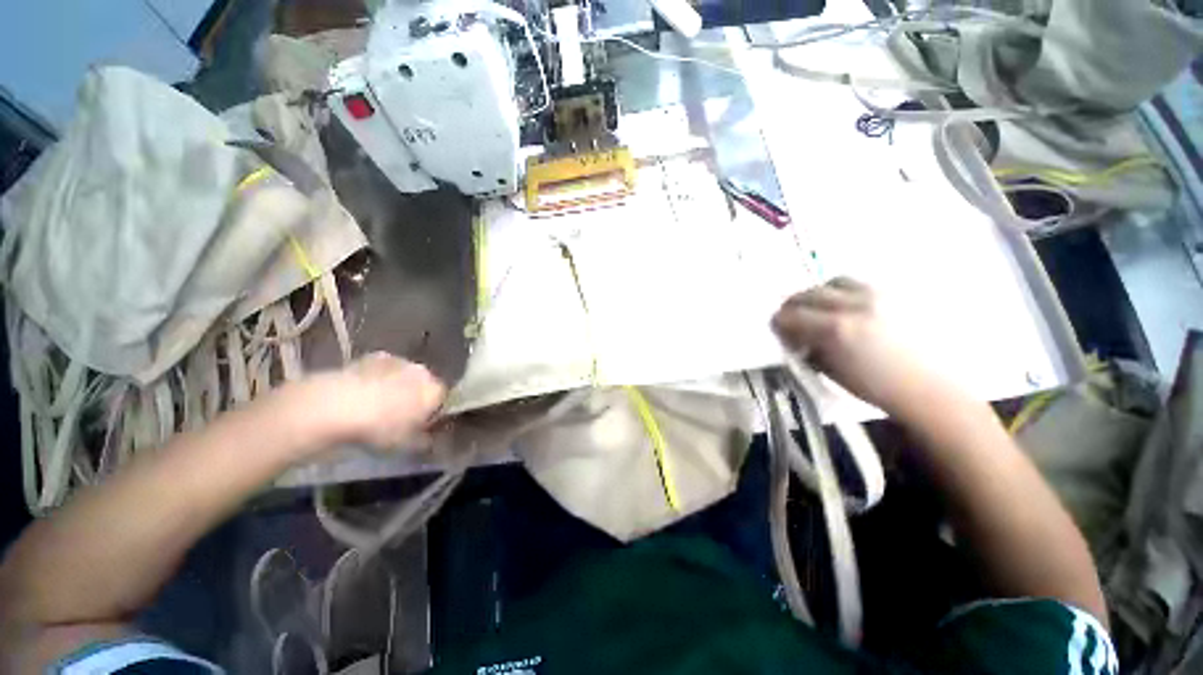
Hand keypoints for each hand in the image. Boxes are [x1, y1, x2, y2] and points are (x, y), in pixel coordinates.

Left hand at [302, 352, 446, 449]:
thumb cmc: (379, 428)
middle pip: (423, 385)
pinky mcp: (371, 357)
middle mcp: (423, 371)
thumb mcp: (405, 446)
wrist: (336, 405)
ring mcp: (397, 361)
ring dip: (395, 387)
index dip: (432, 413)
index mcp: (435, 390)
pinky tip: (360, 396)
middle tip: (398, 417)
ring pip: (402, 376)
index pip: (442, 400)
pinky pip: (380, 370)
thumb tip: (429, 440)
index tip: (420, 426)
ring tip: (376, 407)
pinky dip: (375, 379)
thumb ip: (424, 441)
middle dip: (415, 397)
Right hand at [771, 278, 928, 411]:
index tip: (777, 328)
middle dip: (793, 305)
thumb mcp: (830, 370)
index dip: (779, 321)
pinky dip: (841, 292)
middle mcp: (854, 305)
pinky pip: (857, 284)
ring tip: (818, 308)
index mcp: (836, 329)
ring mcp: (877, 296)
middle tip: (790, 317)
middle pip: (808, 293)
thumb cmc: (876, 387)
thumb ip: (807, 347)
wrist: (930, 388)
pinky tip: (843, 307)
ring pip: (833, 282)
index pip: (792, 315)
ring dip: (818, 294)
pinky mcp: (894, 295)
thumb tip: (794, 335)